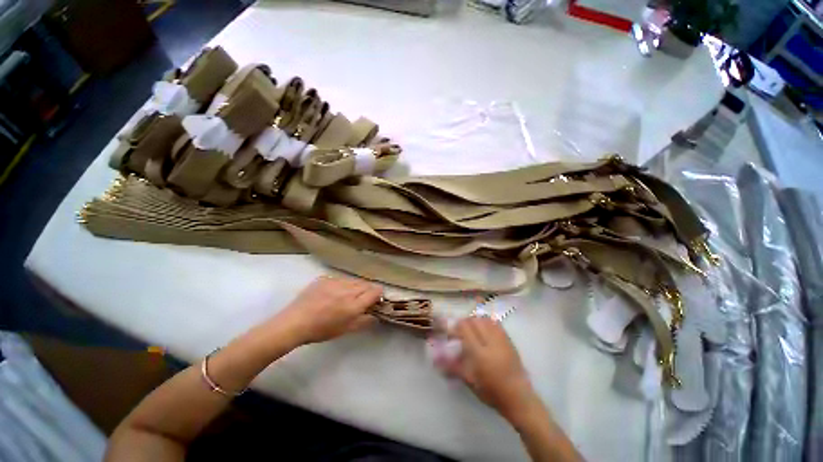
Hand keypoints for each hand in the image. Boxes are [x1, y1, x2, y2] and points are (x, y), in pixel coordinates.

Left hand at [276, 276, 382, 344]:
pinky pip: (340, 279)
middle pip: (366, 284)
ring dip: (355, 287)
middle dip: (367, 291)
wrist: (294, 323)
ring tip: (345, 297)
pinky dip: (341, 285)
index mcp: (354, 304)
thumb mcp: (347, 330)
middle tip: (360, 300)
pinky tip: (332, 294)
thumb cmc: (321, 330)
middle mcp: (347, 289)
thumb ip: (365, 321)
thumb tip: (376, 315)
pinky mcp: (325, 278)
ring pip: (353, 280)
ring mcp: (335, 281)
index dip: (378, 295)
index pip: (376, 291)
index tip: (375, 301)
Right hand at [441, 317, 538, 422]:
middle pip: (474, 320)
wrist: (518, 397)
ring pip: (485, 319)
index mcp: (479, 353)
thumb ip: (452, 367)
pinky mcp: (509, 340)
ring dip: (475, 320)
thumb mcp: (469, 381)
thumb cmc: (491, 392)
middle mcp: (490, 342)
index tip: (451, 333)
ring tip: (471, 329)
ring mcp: (501, 339)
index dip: (455, 327)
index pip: (464, 329)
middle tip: (460, 331)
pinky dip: (487, 321)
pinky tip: (484, 328)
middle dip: (464, 322)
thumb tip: (435, 360)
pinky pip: (496, 323)